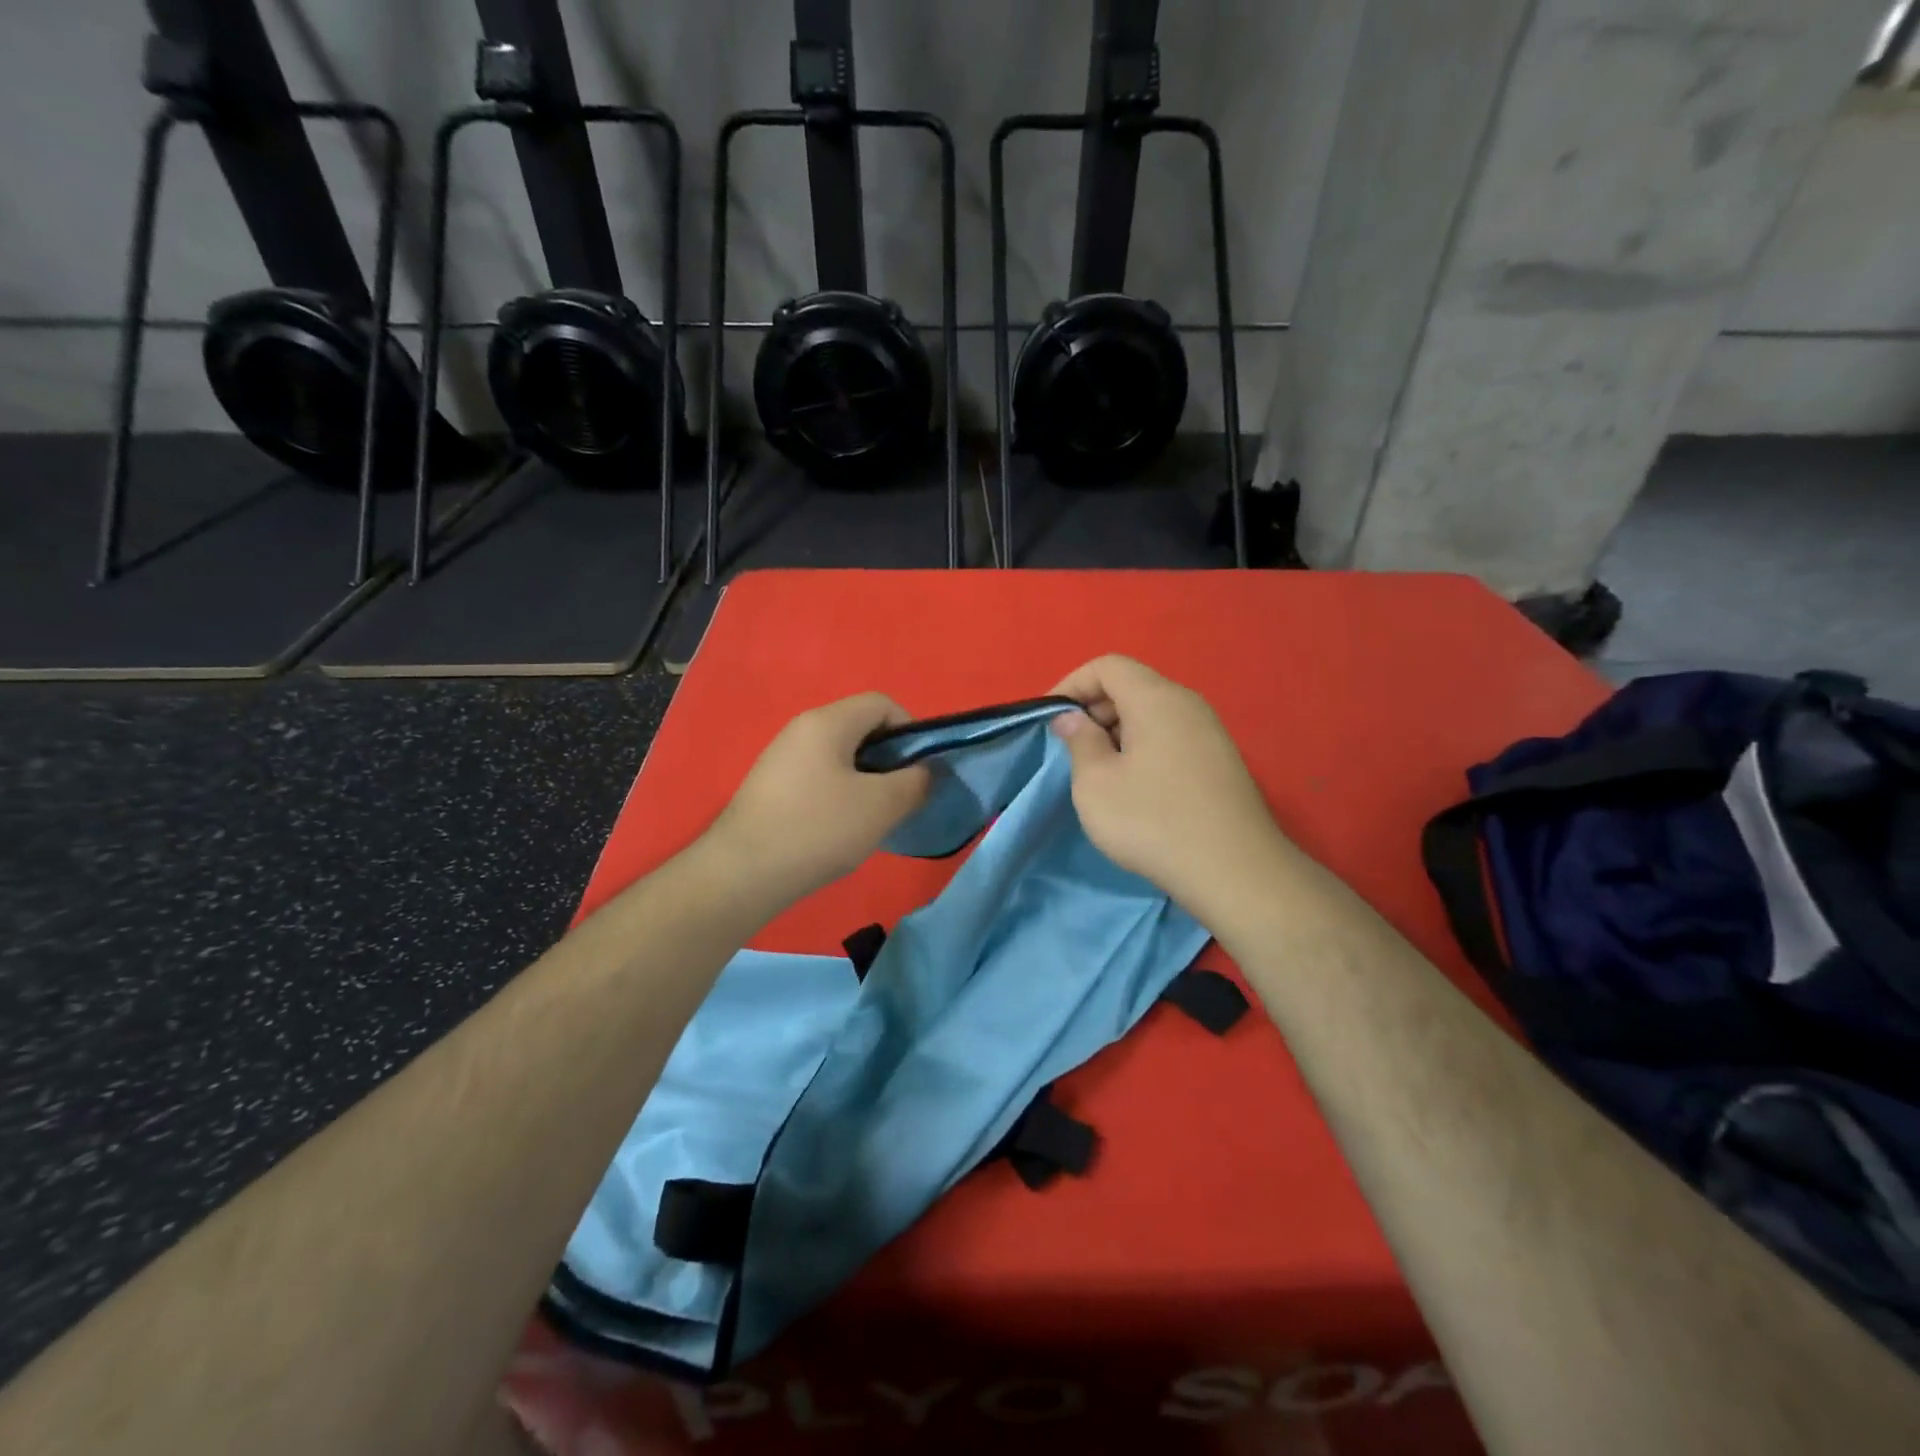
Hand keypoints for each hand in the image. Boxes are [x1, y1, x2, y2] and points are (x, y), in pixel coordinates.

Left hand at [705, 693, 930, 908]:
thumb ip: (915, 782)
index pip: (881, 703)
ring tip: (872, 819)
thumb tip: (925, 771)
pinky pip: (818, 778)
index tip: (919, 770)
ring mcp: (780, 759)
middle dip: (889, 760)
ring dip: (866, 782)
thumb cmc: (818, 829)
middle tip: (901, 798)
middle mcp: (800, 730)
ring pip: (840, 757)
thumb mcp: (881, 806)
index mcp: (826, 722)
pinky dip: (839, 796)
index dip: (910, 730)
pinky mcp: (770, 788)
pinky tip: (839, 831)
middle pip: (860, 729)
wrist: (741, 874)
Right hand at [1049, 655, 1288, 915]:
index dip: (1071, 685)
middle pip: (1131, 686)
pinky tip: (1133, 788)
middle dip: (1093, 709)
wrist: (1234, 871)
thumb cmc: (1153, 821)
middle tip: (1069, 748)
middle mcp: (1188, 704)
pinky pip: (1170, 737)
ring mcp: (1210, 732)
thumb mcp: (1096, 783)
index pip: (1107, 665)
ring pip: (1151, 714)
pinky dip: (1142, 748)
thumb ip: (1079, 741)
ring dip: (1116, 732)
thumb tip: (1072, 718)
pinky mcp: (1220, 761)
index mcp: (1156, 698)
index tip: (1050, 720)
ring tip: (1097, 771)